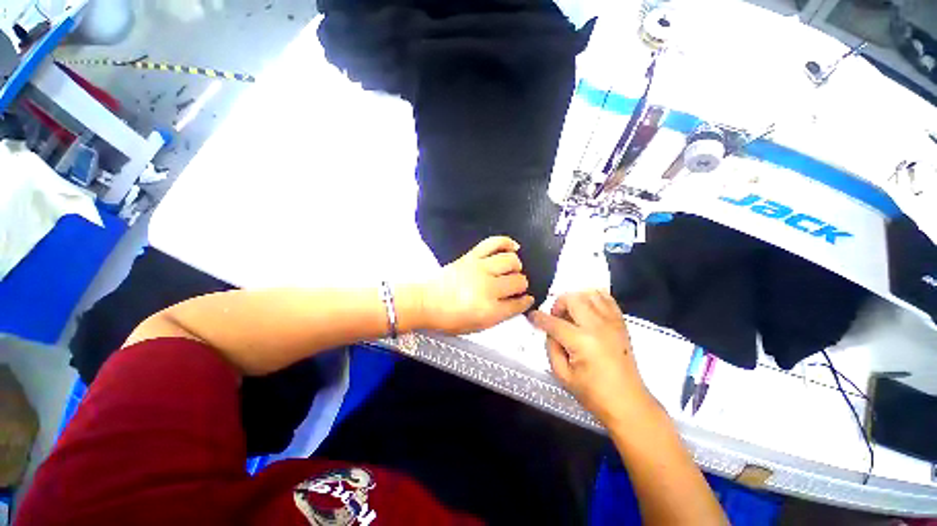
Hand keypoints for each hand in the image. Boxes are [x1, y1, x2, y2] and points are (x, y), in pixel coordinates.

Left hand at [420, 236, 534, 334]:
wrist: (425, 302)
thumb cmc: (448, 319)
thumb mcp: (477, 327)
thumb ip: (500, 316)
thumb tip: (517, 303)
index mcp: (489, 310)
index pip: (517, 304)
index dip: (525, 302)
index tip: (526, 299)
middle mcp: (488, 288)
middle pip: (518, 281)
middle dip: (521, 285)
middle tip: (516, 286)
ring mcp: (480, 269)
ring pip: (511, 261)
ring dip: (516, 266)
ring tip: (513, 269)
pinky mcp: (471, 256)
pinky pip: (493, 243)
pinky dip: (506, 242)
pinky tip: (513, 247)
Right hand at [528, 291, 656, 425]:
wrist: (628, 403)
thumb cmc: (593, 393)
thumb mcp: (562, 375)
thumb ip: (551, 347)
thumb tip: (550, 331)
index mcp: (581, 342)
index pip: (554, 322)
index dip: (539, 318)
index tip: (531, 316)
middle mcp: (597, 326)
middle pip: (573, 299)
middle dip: (558, 304)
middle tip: (556, 317)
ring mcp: (612, 322)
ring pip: (590, 294)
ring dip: (576, 299)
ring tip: (572, 314)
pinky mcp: (621, 323)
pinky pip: (607, 299)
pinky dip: (594, 298)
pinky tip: (588, 309)